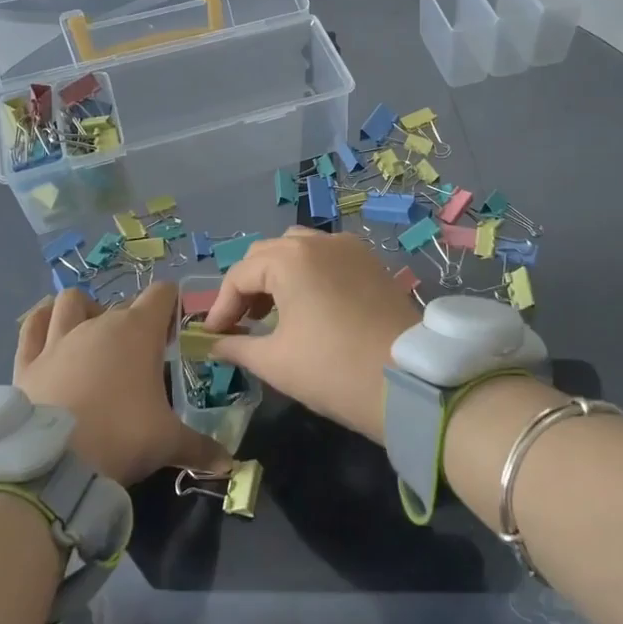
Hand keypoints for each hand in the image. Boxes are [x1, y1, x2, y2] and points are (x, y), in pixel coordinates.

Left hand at [16, 284, 225, 487]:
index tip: (174, 335)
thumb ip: (200, 448)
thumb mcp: (168, 443)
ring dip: (85, 310)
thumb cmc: (122, 437)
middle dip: (135, 321)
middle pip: (122, 304)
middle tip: (142, 355)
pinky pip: (32, 326)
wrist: (52, 465)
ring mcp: (58, 339)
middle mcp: (98, 324)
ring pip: (71, 302)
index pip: (163, 293)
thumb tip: (229, 465)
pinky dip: (41, 323)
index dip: (172, 307)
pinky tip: (48, 331)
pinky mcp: (27, 362)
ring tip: (92, 335)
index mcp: (138, 331)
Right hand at [204, 229, 420, 443]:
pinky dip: (309, 274)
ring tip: (273, 314)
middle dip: (248, 286)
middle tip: (241, 322)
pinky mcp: (372, 263)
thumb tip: (215, 344)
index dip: (221, 306)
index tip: (214, 336)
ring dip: (278, 275)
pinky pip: (328, 257)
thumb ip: (238, 346)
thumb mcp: (276, 362)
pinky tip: (309, 306)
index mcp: (290, 258)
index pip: (240, 274)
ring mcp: (350, 248)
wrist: (409, 382)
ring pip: (300, 250)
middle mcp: (319, 241)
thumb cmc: (333, 369)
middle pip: (268, 254)